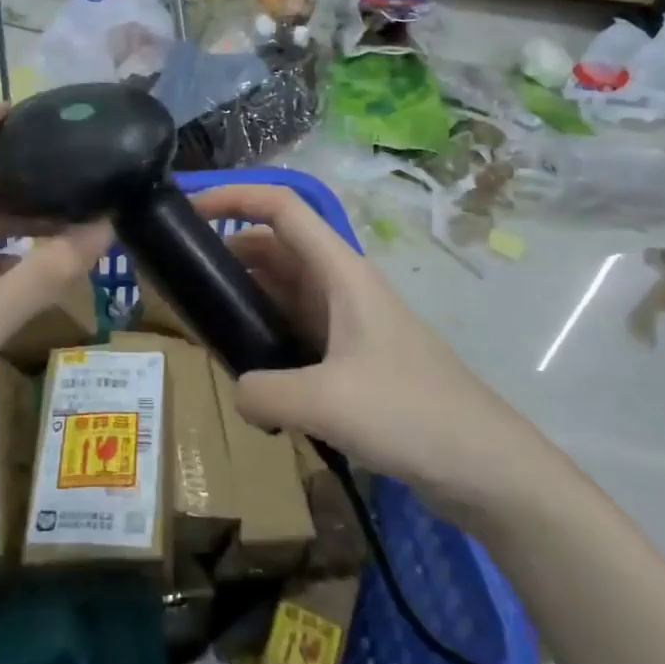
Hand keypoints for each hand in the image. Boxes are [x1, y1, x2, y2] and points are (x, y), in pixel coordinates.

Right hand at [192, 182, 557, 528]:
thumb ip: (264, 391)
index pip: (281, 208)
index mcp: (339, 272)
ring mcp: (346, 323)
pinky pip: (292, 330)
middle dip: (225, 252)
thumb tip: (238, 392)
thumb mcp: (327, 402)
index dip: (234, 196)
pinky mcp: (349, 359)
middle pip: (273, 248)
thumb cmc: (412, 413)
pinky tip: (242, 367)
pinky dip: (262, 335)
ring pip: (281, 291)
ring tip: (199, 322)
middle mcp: (340, 287)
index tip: (187, 209)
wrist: (486, 466)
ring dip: (242, 297)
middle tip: (178, 279)